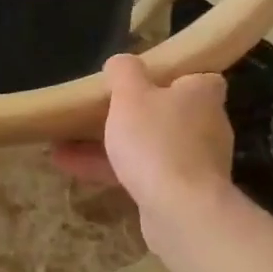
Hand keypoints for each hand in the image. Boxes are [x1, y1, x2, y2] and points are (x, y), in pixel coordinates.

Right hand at [53, 54, 234, 232]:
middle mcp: (207, 127)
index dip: (174, 77)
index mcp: (202, 95)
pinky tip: (72, 168)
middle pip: (171, 114)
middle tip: (101, 111)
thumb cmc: (156, 141)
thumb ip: (124, 72)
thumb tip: (121, 61)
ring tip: (66, 143)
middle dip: (137, 114)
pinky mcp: (182, 193)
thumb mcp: (130, 95)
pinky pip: (142, 174)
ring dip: (113, 145)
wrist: (181, 210)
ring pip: (151, 147)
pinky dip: (112, 170)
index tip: (145, 80)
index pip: (200, 78)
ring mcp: (195, 163)